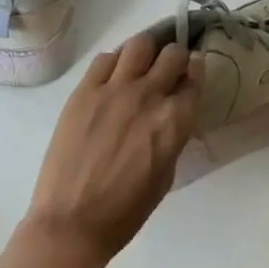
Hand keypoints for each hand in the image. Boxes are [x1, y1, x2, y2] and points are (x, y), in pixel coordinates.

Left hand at [21, 32, 202, 267]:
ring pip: (139, 44)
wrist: (72, 222)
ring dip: (148, 49)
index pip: (195, 78)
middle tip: (171, 64)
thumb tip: (172, 115)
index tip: (193, 69)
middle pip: (171, 53)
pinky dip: (116, 60)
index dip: (196, 71)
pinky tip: (115, 74)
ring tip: (143, 60)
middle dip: (176, 55)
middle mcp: (148, 95)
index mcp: (174, 121)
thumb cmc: (125, 212)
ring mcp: (114, 89)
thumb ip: (173, 136)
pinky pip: (105, 59)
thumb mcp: (166, 174)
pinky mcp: (84, 90)